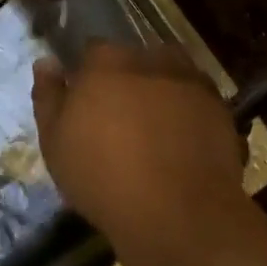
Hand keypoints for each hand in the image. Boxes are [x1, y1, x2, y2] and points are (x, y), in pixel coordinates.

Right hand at [31, 41, 246, 248]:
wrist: (177, 213)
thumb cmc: (102, 176)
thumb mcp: (55, 142)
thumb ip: (48, 96)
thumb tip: (46, 61)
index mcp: (105, 60)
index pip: (93, 52)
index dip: (90, 76)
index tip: (88, 103)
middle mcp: (148, 57)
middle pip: (134, 60)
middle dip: (128, 80)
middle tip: (123, 119)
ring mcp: (188, 79)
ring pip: (169, 75)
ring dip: (162, 91)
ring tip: (157, 129)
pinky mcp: (219, 107)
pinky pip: (197, 101)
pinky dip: (190, 114)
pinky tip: (184, 144)